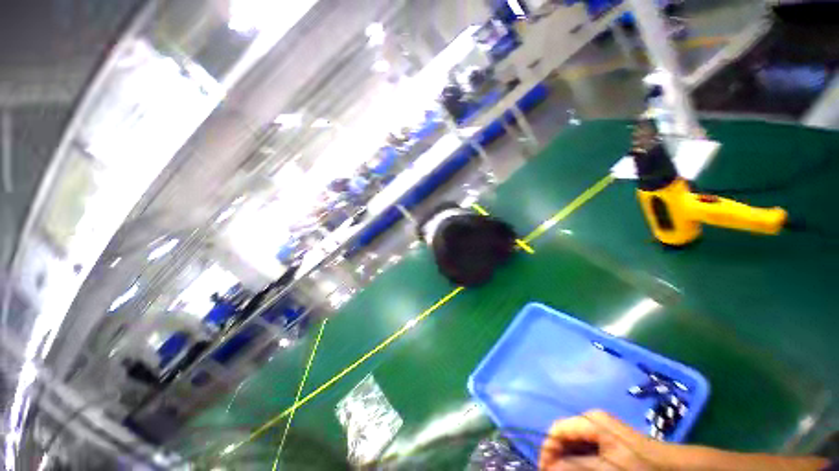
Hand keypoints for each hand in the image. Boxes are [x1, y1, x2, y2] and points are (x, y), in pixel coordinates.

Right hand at [539, 410, 664, 470]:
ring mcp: (602, 431)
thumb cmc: (640, 467)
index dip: (547, 451)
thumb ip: (575, 467)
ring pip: (576, 446)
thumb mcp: (606, 469)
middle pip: (565, 438)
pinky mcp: (611, 442)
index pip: (556, 430)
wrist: (677, 469)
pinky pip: (588, 451)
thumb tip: (546, 468)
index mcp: (589, 420)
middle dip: (558, 459)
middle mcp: (592, 421)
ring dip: (570, 463)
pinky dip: (582, 463)